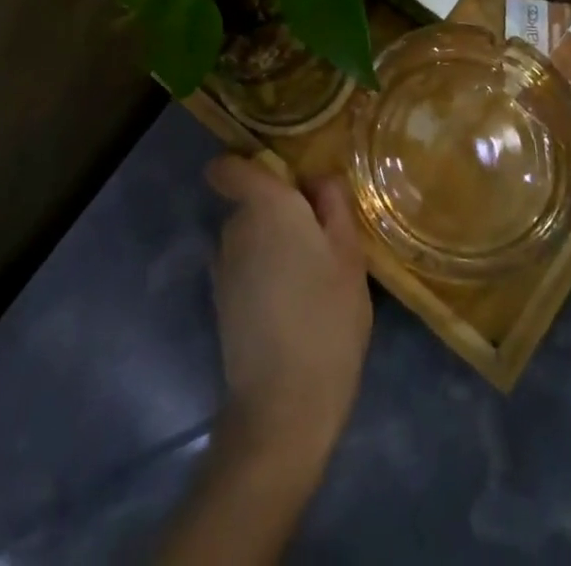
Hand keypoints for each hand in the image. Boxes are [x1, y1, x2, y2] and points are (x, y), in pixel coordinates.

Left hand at [204, 155, 371, 475]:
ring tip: (311, 281)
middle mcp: (235, 227)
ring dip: (274, 246)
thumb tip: (318, 178)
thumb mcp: (350, 255)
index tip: (285, 183)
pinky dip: (264, 276)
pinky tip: (291, 308)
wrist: (283, 404)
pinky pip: (244, 268)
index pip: (230, 167)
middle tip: (321, 243)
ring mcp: (222, 266)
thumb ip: (334, 205)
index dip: (249, 166)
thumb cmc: (327, 317)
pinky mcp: (220, 301)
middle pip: (251, 202)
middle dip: (280, 213)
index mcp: (266, 205)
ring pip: (250, 237)